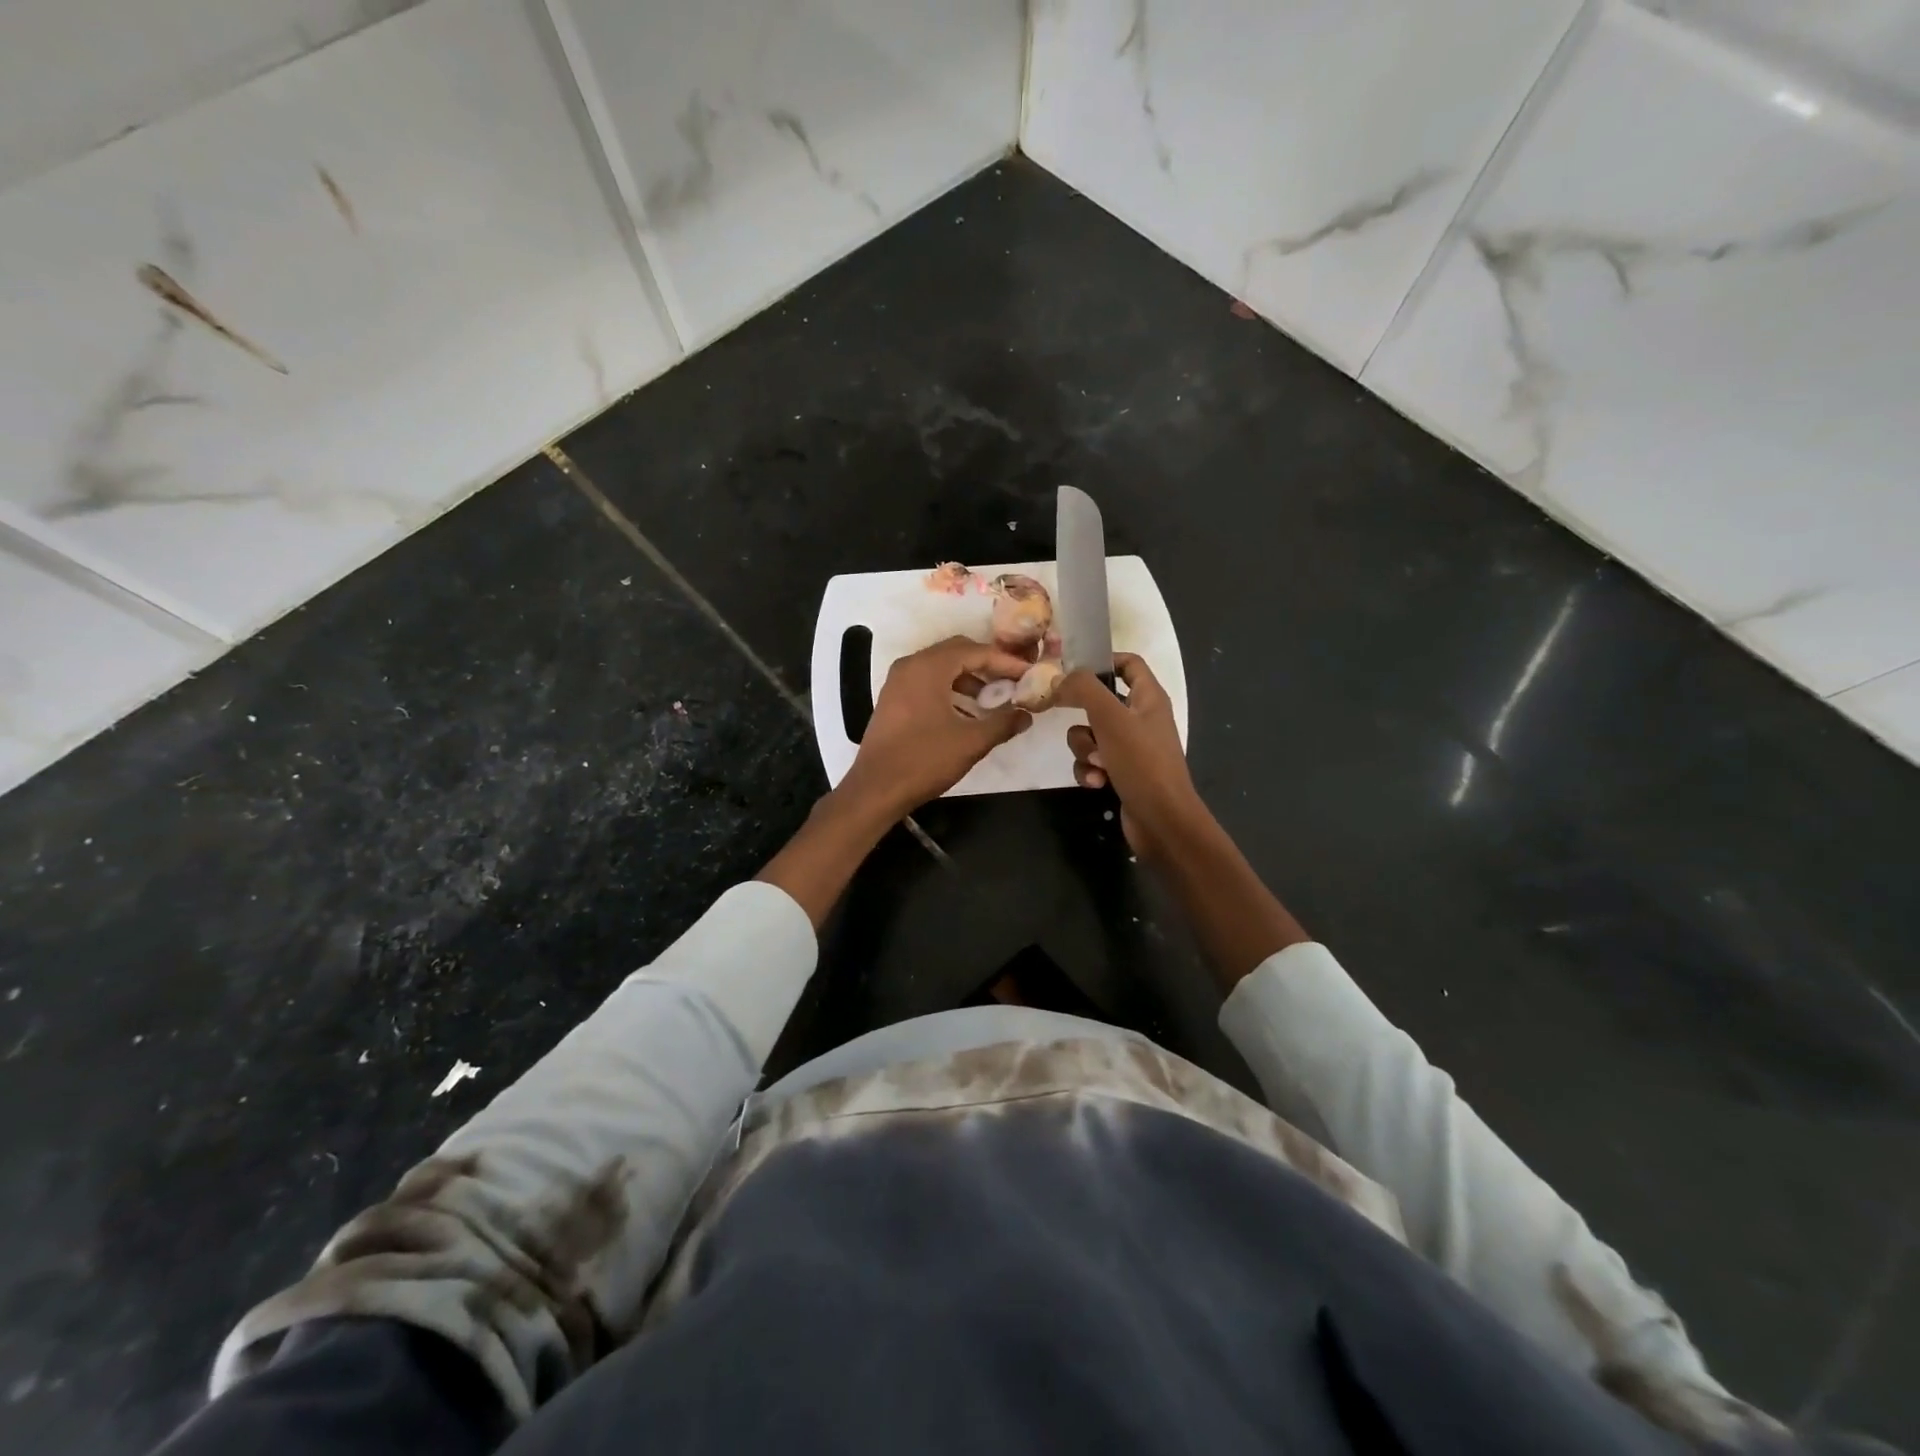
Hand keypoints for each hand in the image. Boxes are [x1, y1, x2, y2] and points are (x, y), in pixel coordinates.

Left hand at [839, 636, 1033, 818]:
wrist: (876, 789)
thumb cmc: (924, 760)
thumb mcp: (971, 742)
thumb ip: (1002, 723)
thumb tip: (1026, 715)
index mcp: (929, 667)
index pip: (975, 651)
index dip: (1005, 662)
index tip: (1028, 674)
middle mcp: (910, 665)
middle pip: (956, 652)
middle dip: (986, 665)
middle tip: (1012, 681)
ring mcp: (897, 682)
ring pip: (941, 667)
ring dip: (968, 678)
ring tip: (993, 700)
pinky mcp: (892, 699)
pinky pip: (927, 682)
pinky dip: (949, 689)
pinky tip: (966, 713)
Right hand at [1058, 653, 1204, 859]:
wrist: (1162, 821)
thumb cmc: (1142, 763)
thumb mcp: (1110, 718)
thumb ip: (1084, 690)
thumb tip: (1060, 680)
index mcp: (1149, 698)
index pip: (1129, 663)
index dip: (1103, 661)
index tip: (1072, 670)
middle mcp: (1142, 719)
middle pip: (1100, 701)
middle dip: (1082, 715)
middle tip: (1067, 717)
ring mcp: (1132, 748)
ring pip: (1090, 735)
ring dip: (1084, 749)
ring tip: (1097, 764)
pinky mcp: (1121, 773)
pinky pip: (1093, 762)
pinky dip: (1090, 770)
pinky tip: (1098, 783)